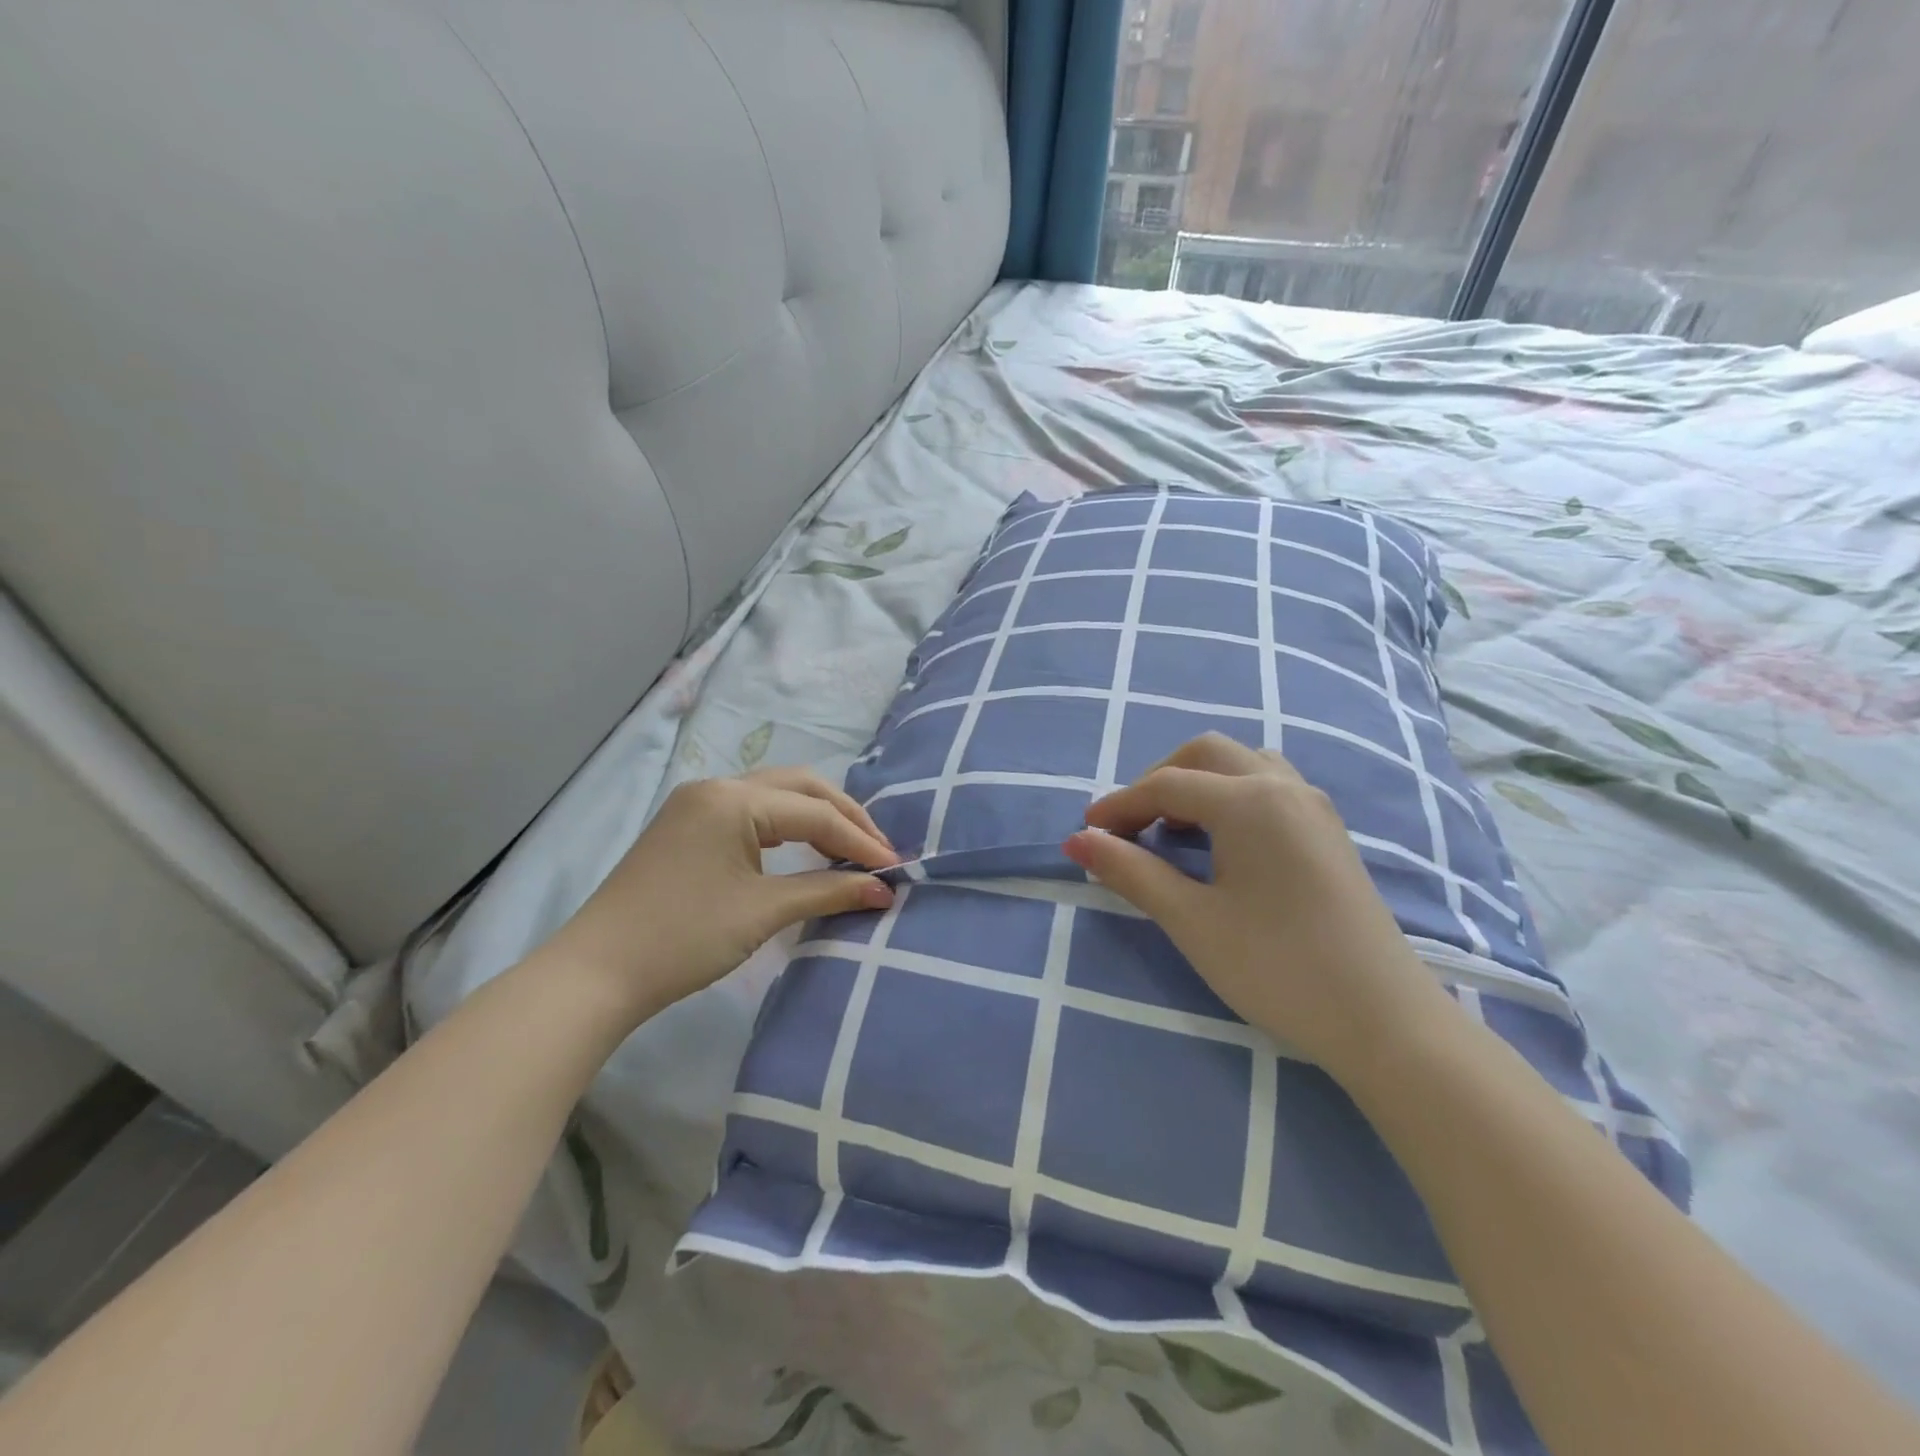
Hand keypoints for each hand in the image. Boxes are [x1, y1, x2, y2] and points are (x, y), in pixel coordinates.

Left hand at [544, 767, 896, 1020]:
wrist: (597, 973)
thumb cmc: (684, 938)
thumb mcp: (762, 911)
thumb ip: (828, 891)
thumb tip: (882, 890)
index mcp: (733, 799)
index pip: (814, 813)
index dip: (859, 842)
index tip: (895, 870)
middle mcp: (717, 786)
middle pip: (799, 787)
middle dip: (844, 817)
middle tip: (878, 852)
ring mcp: (698, 804)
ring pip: (775, 796)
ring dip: (816, 818)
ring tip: (850, 850)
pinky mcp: (688, 825)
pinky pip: (752, 812)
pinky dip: (786, 827)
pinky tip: (805, 849)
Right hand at [1062, 734, 1455, 1082]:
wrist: (1385, 1021)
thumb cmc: (1277, 967)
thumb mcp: (1192, 921)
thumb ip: (1131, 872)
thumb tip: (1077, 840)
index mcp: (1249, 801)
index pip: (1166, 785)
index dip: (1119, 805)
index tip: (1086, 833)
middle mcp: (1284, 786)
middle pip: (1205, 754)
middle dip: (1157, 781)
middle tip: (1129, 828)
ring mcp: (1314, 806)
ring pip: (1242, 764)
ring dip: (1197, 783)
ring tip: (1172, 831)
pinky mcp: (1328, 832)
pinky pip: (1269, 786)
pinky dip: (1230, 795)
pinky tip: (1220, 843)